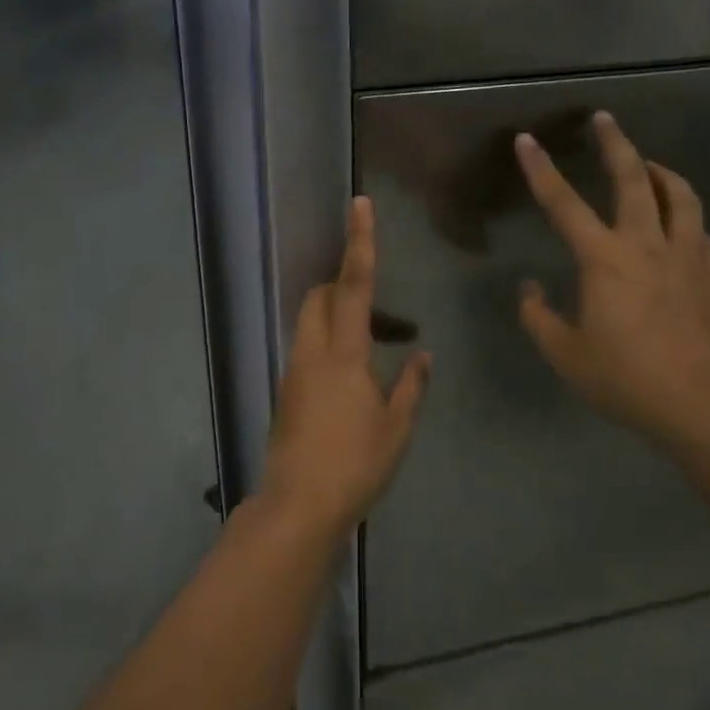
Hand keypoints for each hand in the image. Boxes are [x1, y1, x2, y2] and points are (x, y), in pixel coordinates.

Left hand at [262, 196, 432, 535]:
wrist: (298, 505)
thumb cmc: (355, 464)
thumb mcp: (397, 428)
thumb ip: (411, 386)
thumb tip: (422, 355)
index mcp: (344, 353)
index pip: (353, 284)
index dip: (360, 242)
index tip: (359, 204)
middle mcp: (313, 352)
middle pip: (322, 295)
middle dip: (345, 286)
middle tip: (386, 318)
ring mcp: (295, 370)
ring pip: (313, 322)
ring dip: (343, 321)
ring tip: (383, 358)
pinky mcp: (287, 390)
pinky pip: (310, 350)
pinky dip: (333, 347)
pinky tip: (359, 385)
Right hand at [514, 112, 709, 442]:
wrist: (705, 405)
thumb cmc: (627, 379)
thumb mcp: (566, 355)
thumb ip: (539, 318)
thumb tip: (529, 290)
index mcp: (604, 260)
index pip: (563, 203)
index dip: (540, 169)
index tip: (527, 139)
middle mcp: (646, 245)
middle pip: (634, 179)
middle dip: (616, 144)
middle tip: (605, 119)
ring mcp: (687, 258)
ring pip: (680, 197)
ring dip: (662, 173)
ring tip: (650, 165)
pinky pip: (701, 233)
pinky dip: (687, 219)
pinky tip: (682, 226)